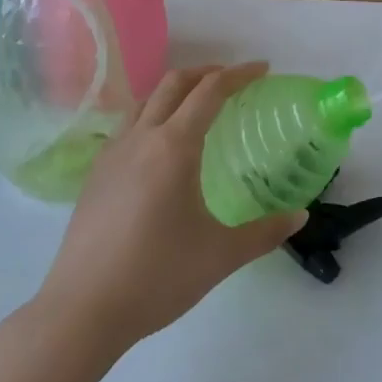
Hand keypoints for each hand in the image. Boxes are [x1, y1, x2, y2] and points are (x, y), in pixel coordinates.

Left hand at [36, 64, 305, 346]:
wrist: (81, 313)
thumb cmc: (157, 277)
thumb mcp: (221, 255)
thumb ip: (265, 232)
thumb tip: (301, 217)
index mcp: (174, 147)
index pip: (210, 91)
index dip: (239, 74)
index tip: (263, 69)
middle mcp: (141, 139)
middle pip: (173, 84)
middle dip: (207, 72)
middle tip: (234, 80)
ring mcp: (112, 156)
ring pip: (145, 102)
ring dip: (176, 91)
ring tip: (198, 105)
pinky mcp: (94, 177)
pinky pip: (128, 127)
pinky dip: (153, 115)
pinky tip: (161, 148)